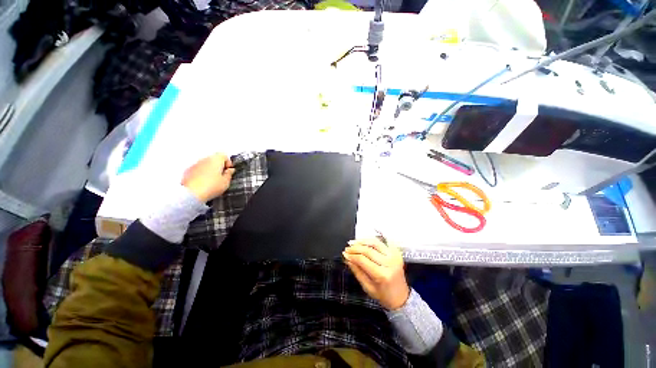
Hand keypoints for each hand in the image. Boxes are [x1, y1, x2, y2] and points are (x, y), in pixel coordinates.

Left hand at [182, 153, 234, 201]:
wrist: (191, 194)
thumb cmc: (212, 186)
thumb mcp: (226, 182)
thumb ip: (229, 174)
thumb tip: (230, 170)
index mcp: (216, 160)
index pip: (224, 155)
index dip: (228, 163)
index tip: (229, 171)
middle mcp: (205, 159)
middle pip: (214, 159)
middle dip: (219, 166)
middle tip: (222, 176)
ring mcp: (195, 164)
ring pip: (206, 164)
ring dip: (210, 169)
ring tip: (212, 181)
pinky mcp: (188, 171)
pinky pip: (198, 169)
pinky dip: (202, 173)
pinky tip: (204, 183)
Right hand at [343, 238, 409, 309]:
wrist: (401, 297)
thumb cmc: (383, 295)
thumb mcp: (367, 287)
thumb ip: (356, 271)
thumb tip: (346, 258)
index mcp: (382, 275)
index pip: (363, 260)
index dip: (352, 255)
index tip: (344, 254)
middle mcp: (390, 263)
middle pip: (368, 250)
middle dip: (355, 248)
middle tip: (347, 248)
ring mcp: (394, 256)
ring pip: (375, 243)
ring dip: (362, 241)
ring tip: (353, 242)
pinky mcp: (396, 252)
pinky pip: (382, 242)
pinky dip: (372, 240)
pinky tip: (364, 241)